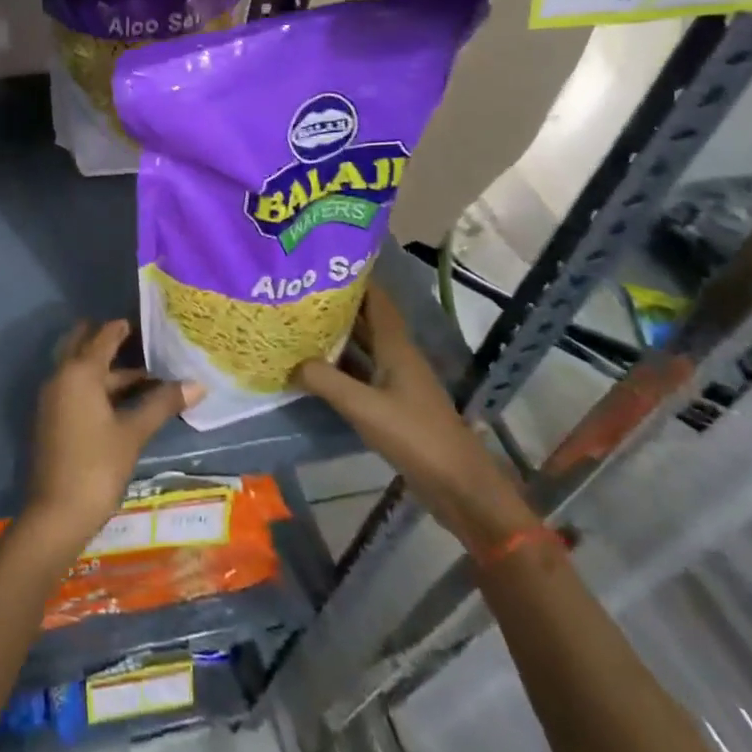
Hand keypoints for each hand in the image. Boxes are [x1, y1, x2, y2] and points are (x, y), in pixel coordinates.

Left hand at [23, 320, 201, 554]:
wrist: (56, 513)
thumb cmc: (97, 466)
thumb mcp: (133, 433)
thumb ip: (162, 404)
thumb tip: (197, 384)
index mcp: (79, 372)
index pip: (102, 337)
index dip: (121, 328)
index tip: (142, 321)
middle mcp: (61, 376)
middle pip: (83, 347)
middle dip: (107, 342)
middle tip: (138, 340)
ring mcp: (53, 398)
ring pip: (80, 371)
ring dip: (106, 369)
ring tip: (142, 375)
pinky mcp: (52, 418)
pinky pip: (75, 388)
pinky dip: (96, 386)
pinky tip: (121, 401)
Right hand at [295, 287, 537, 552]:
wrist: (459, 487)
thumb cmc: (415, 437)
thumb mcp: (364, 407)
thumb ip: (326, 381)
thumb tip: (292, 362)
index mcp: (397, 347)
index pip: (377, 301)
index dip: (355, 279)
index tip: (322, 264)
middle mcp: (398, 357)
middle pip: (366, 321)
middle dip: (337, 306)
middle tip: (298, 292)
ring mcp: (396, 382)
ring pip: (362, 348)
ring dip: (335, 336)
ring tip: (298, 323)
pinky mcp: (393, 405)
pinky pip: (360, 374)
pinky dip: (339, 366)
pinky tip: (313, 368)